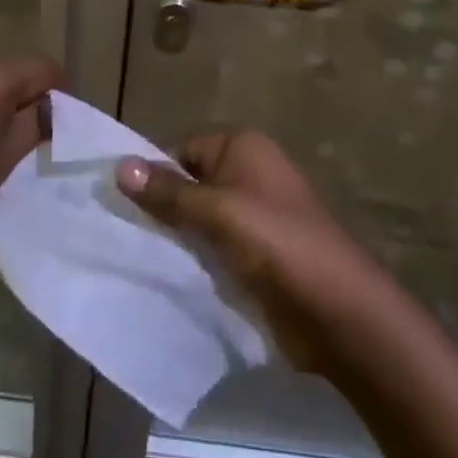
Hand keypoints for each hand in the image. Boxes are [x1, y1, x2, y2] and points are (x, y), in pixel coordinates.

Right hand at [115, 129, 385, 372]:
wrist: (340, 311)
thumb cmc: (278, 244)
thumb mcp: (218, 213)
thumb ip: (169, 193)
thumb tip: (119, 166)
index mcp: (242, 146)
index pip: (181, 149)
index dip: (152, 174)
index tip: (118, 205)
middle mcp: (248, 171)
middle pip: (189, 182)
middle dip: (161, 207)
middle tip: (121, 234)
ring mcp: (255, 213)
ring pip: (200, 217)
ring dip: (176, 236)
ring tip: (136, 257)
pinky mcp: (257, 252)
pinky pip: (215, 245)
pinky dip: (195, 257)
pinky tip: (168, 276)